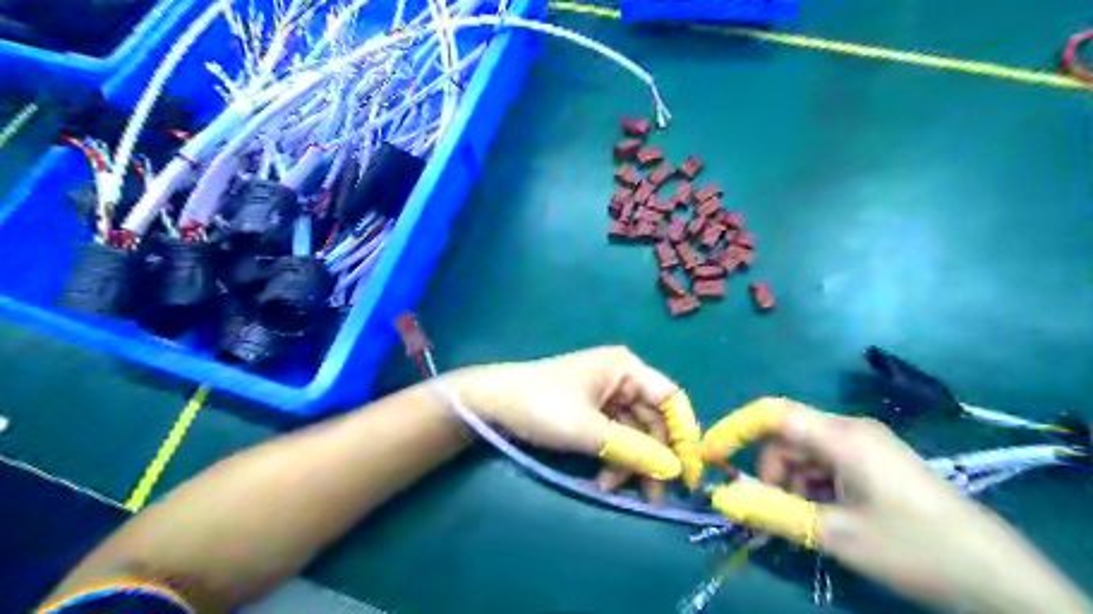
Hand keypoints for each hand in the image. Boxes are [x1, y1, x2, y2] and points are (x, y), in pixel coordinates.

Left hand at [445, 349, 680, 499]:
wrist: (492, 404)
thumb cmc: (542, 406)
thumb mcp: (589, 430)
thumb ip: (634, 449)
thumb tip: (673, 470)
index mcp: (626, 369)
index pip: (672, 399)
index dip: (685, 434)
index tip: (688, 472)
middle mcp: (622, 379)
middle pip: (654, 421)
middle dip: (652, 458)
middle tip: (653, 496)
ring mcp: (606, 396)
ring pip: (635, 434)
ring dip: (629, 463)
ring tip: (613, 489)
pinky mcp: (593, 413)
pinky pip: (616, 437)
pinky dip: (614, 459)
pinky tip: (603, 479)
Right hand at [699, 399, 1092, 613]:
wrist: (997, 577)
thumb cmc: (913, 547)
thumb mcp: (836, 534)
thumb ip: (773, 511)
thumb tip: (722, 498)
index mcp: (841, 436)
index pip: (772, 413)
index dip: (734, 429)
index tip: (709, 456)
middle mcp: (850, 429)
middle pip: (787, 436)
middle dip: (770, 470)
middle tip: (773, 511)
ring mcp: (866, 444)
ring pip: (805, 452)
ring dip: (793, 483)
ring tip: (809, 522)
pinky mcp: (876, 461)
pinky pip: (827, 463)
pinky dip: (813, 486)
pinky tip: (828, 516)